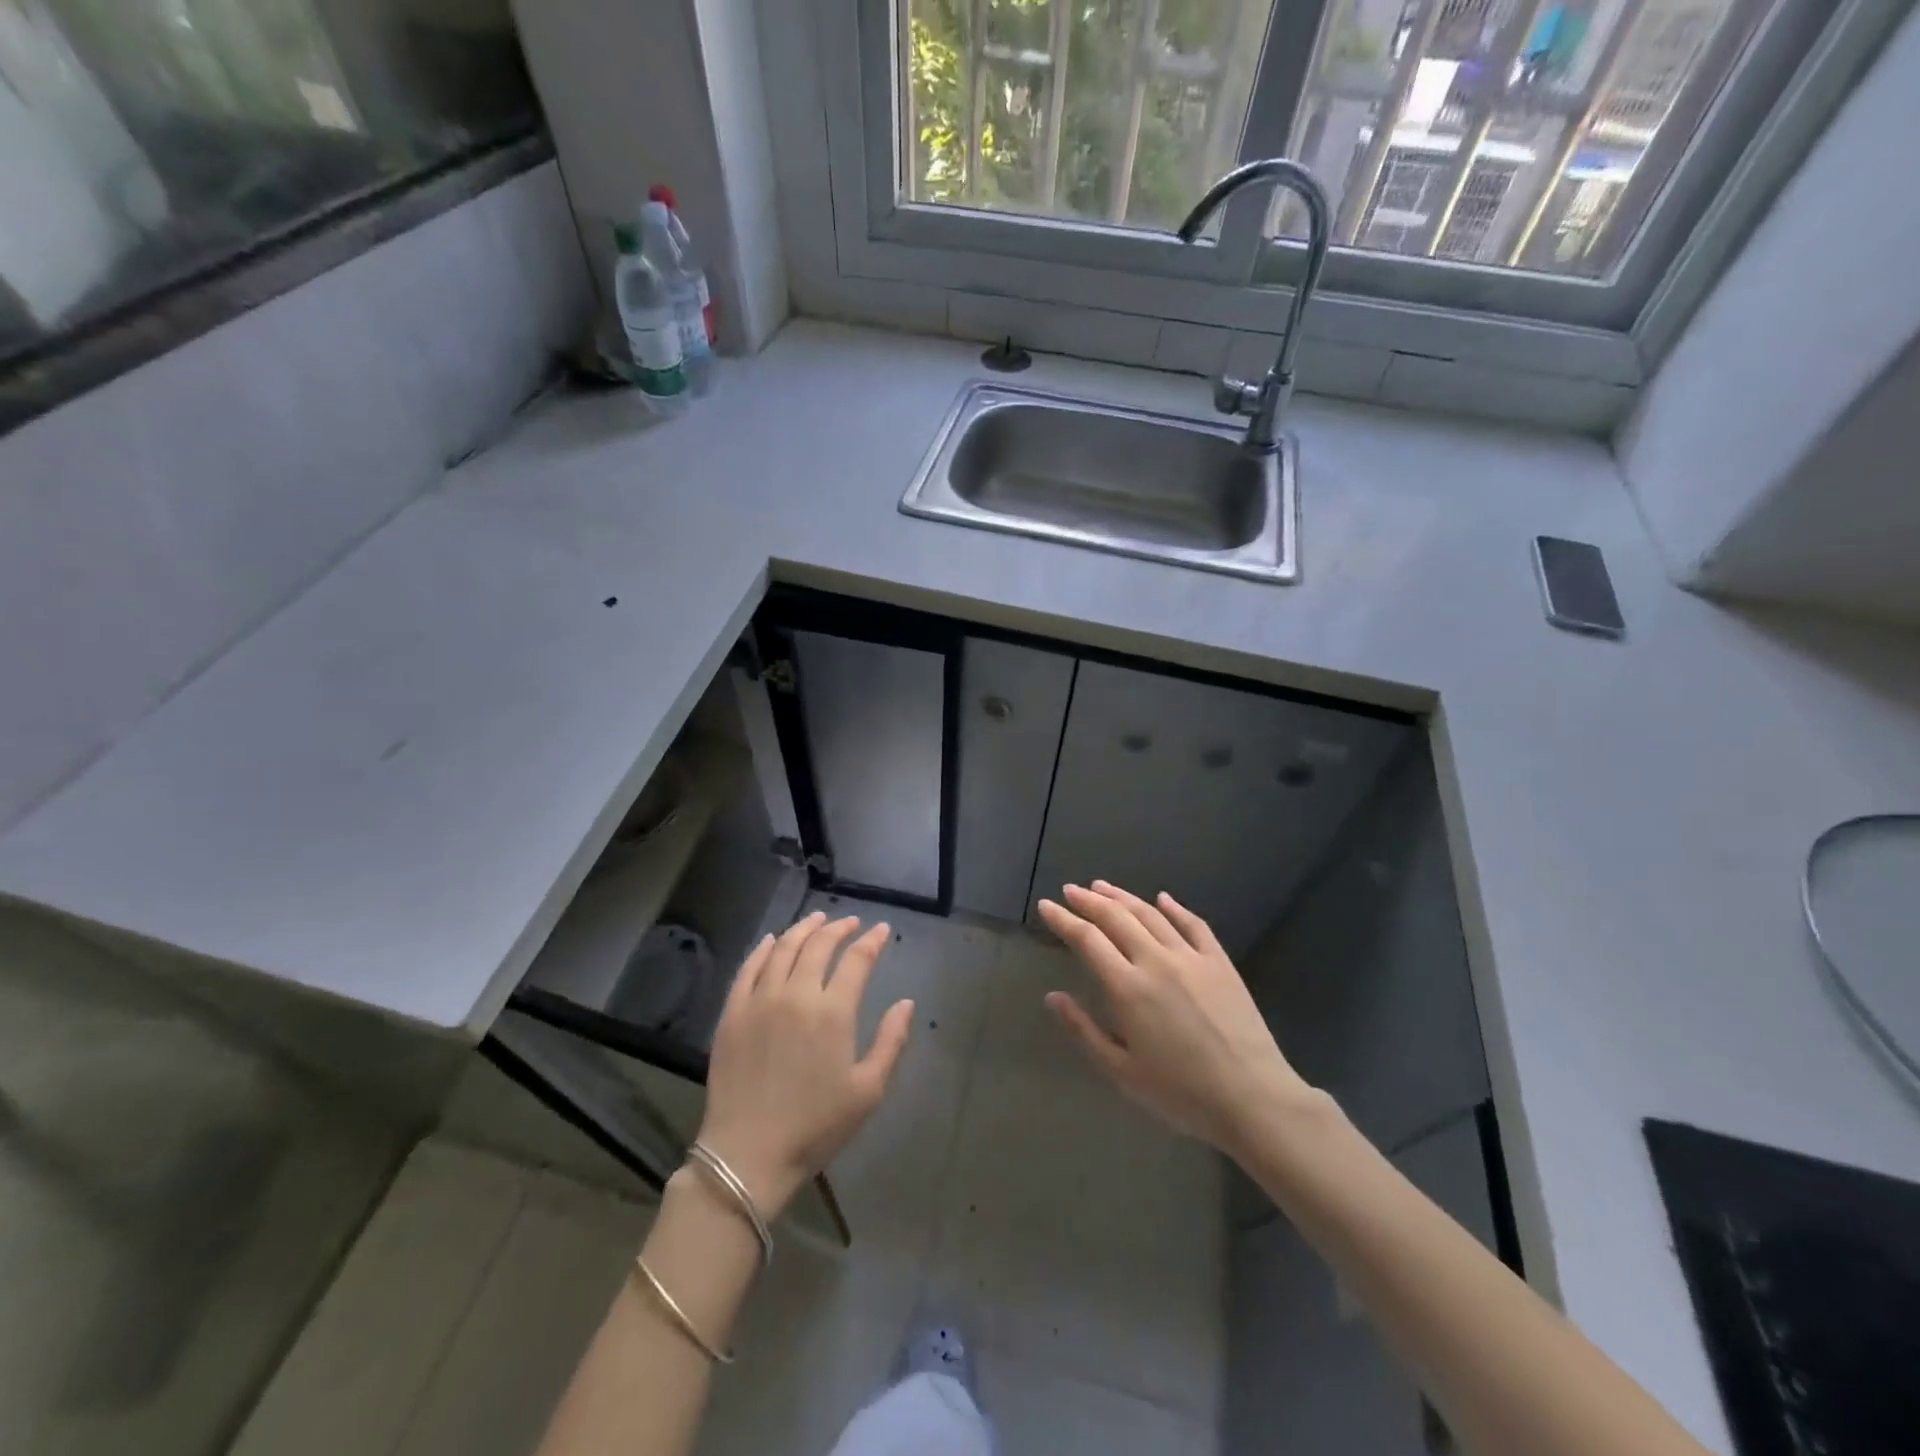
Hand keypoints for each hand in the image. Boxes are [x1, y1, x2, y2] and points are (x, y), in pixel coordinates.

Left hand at [697, 912, 913, 1217]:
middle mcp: (797, 994)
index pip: (857, 960)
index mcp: (833, 1012)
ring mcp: (760, 1000)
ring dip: (803, 929)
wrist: (748, 1154)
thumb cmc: (816, 1126)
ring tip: (816, 919)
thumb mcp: (868, 1090)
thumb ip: (891, 1041)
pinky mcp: (732, 1013)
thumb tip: (906, 1002)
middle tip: (849, 922)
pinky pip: (748, 968)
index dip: (871, 941)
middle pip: (819, 945)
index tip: (881, 930)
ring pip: (784, 949)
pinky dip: (763, 948)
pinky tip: (773, 940)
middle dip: (838, 928)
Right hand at [1037, 882, 1316, 1158]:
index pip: (1087, 939)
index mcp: (1128, 988)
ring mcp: (1191, 957)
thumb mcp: (1122, 1071)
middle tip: (1070, 890)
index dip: (1064, 919)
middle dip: (1089, 900)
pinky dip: (1175, 907)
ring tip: (1103, 886)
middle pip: (1116, 917)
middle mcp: (1156, 961)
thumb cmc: (1181, 1093)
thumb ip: (1084, 1031)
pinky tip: (1162, 898)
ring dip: (1124, 897)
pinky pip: (1194, 924)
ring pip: (1151, 914)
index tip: (1046, 905)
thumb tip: (1052, 996)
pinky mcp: (1220, 962)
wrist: (1253, 1098)